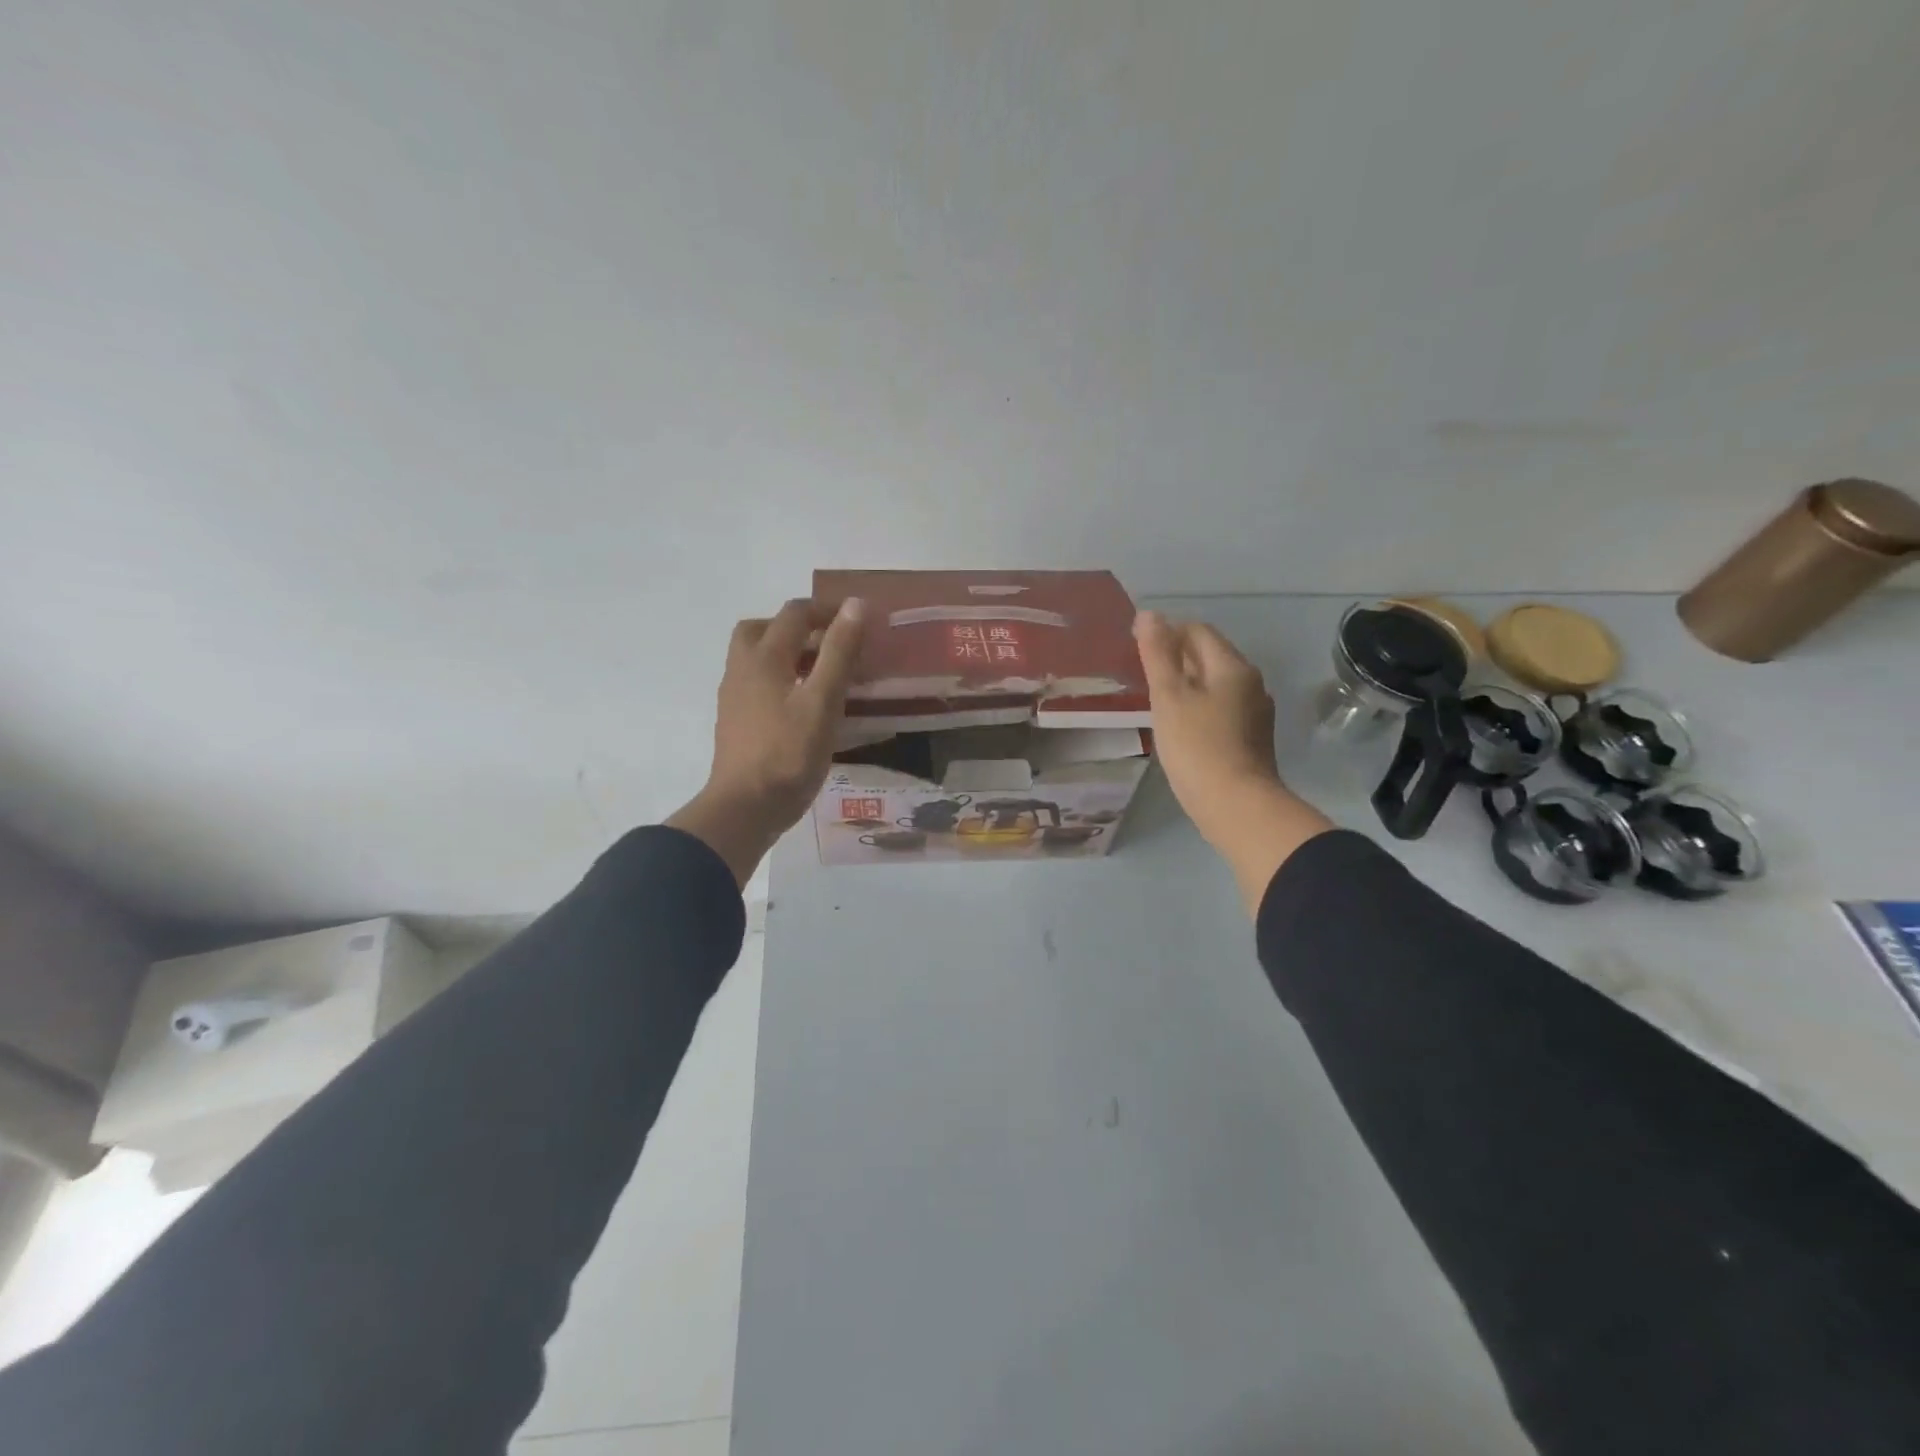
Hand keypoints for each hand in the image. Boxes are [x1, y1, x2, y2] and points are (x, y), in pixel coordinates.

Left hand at [667, 597, 866, 885]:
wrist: (744, 808)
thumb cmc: (788, 754)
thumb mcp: (823, 701)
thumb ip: (839, 652)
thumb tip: (855, 604)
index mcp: (764, 657)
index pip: (794, 614)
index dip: (827, 611)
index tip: (859, 624)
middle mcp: (742, 669)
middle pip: (763, 629)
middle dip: (798, 628)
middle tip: (831, 645)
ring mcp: (734, 697)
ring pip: (757, 658)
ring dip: (788, 654)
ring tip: (823, 675)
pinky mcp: (735, 722)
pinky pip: (757, 684)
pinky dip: (780, 680)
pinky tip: (804, 706)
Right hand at [1133, 610, 1332, 915]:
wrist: (1237, 806)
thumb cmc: (1197, 747)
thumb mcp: (1169, 697)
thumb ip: (1158, 654)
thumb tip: (1149, 615)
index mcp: (1232, 667)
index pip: (1198, 631)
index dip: (1167, 631)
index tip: (1137, 646)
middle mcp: (1250, 683)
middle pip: (1209, 656)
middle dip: (1177, 657)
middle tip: (1143, 674)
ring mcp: (1254, 712)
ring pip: (1216, 684)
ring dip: (1187, 684)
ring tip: (1157, 700)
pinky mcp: (1251, 738)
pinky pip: (1221, 709)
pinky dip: (1199, 707)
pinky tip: (1181, 726)